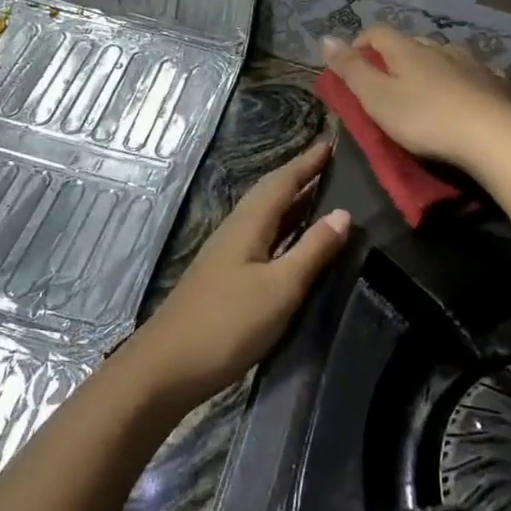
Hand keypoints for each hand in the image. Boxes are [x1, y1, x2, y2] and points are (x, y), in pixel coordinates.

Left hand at [119, 139, 348, 411]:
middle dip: (298, 177)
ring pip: (263, 217)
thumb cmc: (227, 324)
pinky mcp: (223, 278)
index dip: (306, 163)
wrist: (166, 367)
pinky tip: (290, 242)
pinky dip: (281, 230)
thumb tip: (343, 213)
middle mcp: (235, 231)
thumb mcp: (279, 288)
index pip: (281, 182)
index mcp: (248, 225)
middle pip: (269, 194)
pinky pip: (259, 238)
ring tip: (318, 196)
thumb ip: (311, 251)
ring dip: (290, 203)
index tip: (330, 143)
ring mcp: (225, 255)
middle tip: (329, 164)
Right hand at [319, 27, 510, 171]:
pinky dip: (462, 79)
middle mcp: (439, 48)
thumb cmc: (424, 118)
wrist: (492, 137)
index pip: (377, 32)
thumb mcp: (376, 98)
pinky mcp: (495, 83)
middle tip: (386, 83)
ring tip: (425, 89)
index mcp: (407, 50)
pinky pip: (473, 73)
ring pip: (443, 55)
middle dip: (394, 57)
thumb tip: (326, 38)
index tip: (351, 66)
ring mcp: (470, 63)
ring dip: (430, 66)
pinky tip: (465, 93)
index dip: (360, 44)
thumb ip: (351, 69)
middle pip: (410, 43)